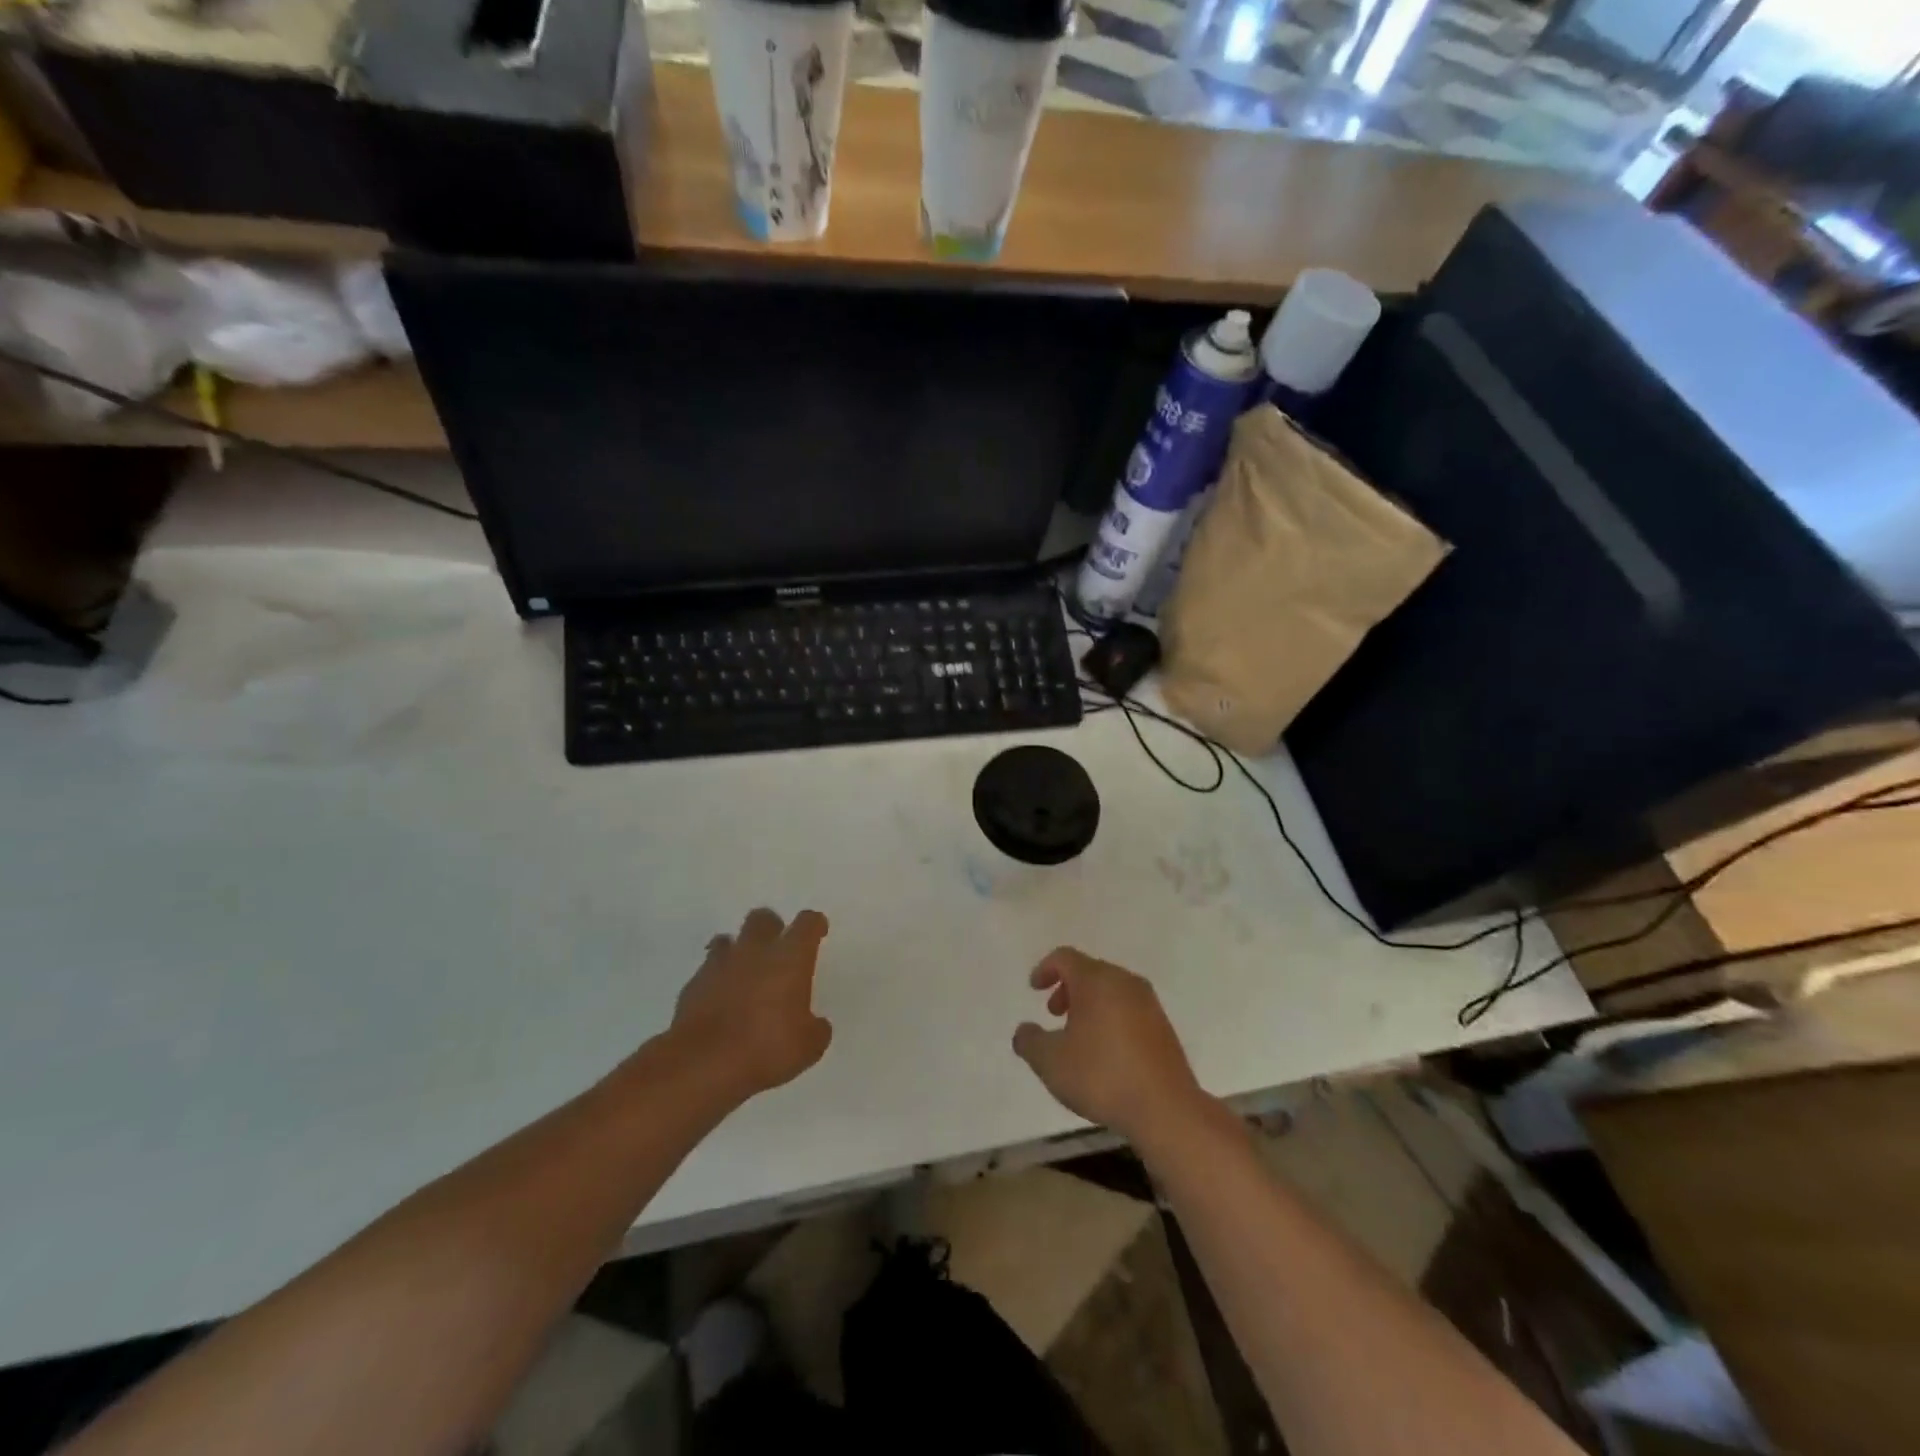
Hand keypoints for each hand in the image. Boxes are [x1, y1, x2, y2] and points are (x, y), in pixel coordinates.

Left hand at [669, 908, 833, 1101]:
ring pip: (728, 939)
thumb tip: (816, 1025)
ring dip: (738, 951)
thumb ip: (816, 1028)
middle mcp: (755, 951)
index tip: (817, 931)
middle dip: (771, 928)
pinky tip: (720, 1000)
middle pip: (763, 918)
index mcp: (790, 958)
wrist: (702, 1065)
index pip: (807, 924)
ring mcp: (720, 965)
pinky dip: (716, 979)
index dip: (814, 925)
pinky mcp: (693, 985)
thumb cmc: (766, 1049)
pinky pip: (707, 970)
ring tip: (744, 972)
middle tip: (777, 950)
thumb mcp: (808, 1047)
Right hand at [1012, 948, 1208, 1145]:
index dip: (1045, 969)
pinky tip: (1105, 1050)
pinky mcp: (1163, 1026)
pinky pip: (1128, 1008)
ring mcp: (1148, 1003)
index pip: (1065, 957)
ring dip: (1089, 1004)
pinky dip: (1110, 1017)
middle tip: (1054, 1013)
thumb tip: (1024, 1030)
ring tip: (1077, 1036)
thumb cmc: (1102, 1076)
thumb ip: (1029, 1041)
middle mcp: (1124, 982)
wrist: (1166, 1108)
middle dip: (1067, 988)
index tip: (1034, 989)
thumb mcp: (1051, 1062)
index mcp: (1096, 980)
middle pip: (1090, 971)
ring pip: (1111, 990)